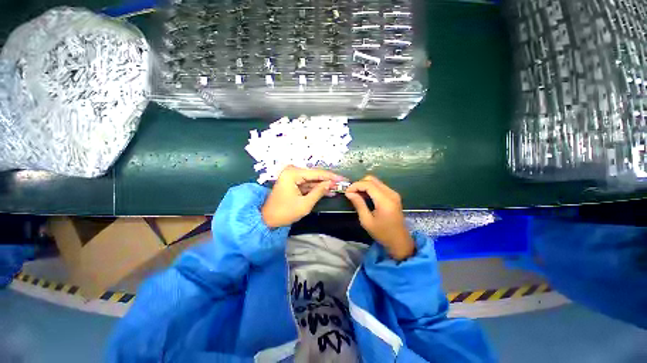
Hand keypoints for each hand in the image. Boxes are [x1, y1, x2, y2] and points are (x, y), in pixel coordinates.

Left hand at [262, 166, 345, 227]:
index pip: (316, 173)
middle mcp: (292, 171)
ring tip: (337, 188)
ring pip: (312, 180)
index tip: (343, 179)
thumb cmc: (285, 212)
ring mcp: (292, 176)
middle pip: (314, 175)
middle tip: (342, 183)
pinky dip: (316, 188)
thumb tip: (331, 183)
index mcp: (293, 174)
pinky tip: (327, 191)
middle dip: (328, 180)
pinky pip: (307, 184)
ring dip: (323, 185)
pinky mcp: (292, 182)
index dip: (331, 177)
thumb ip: (319, 192)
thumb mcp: (305, 204)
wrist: (268, 219)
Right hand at [345, 176, 414, 260]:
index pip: (368, 184)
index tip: (346, 192)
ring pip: (375, 181)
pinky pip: (379, 186)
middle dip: (359, 184)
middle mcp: (391, 193)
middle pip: (372, 179)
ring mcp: (393, 193)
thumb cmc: (382, 233)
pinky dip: (370, 188)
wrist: (399, 241)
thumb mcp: (367, 221)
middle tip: (351, 193)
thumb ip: (358, 204)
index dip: (355, 185)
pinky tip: (365, 196)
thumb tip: (349, 193)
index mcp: (385, 201)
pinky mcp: (393, 195)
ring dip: (364, 185)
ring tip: (356, 195)